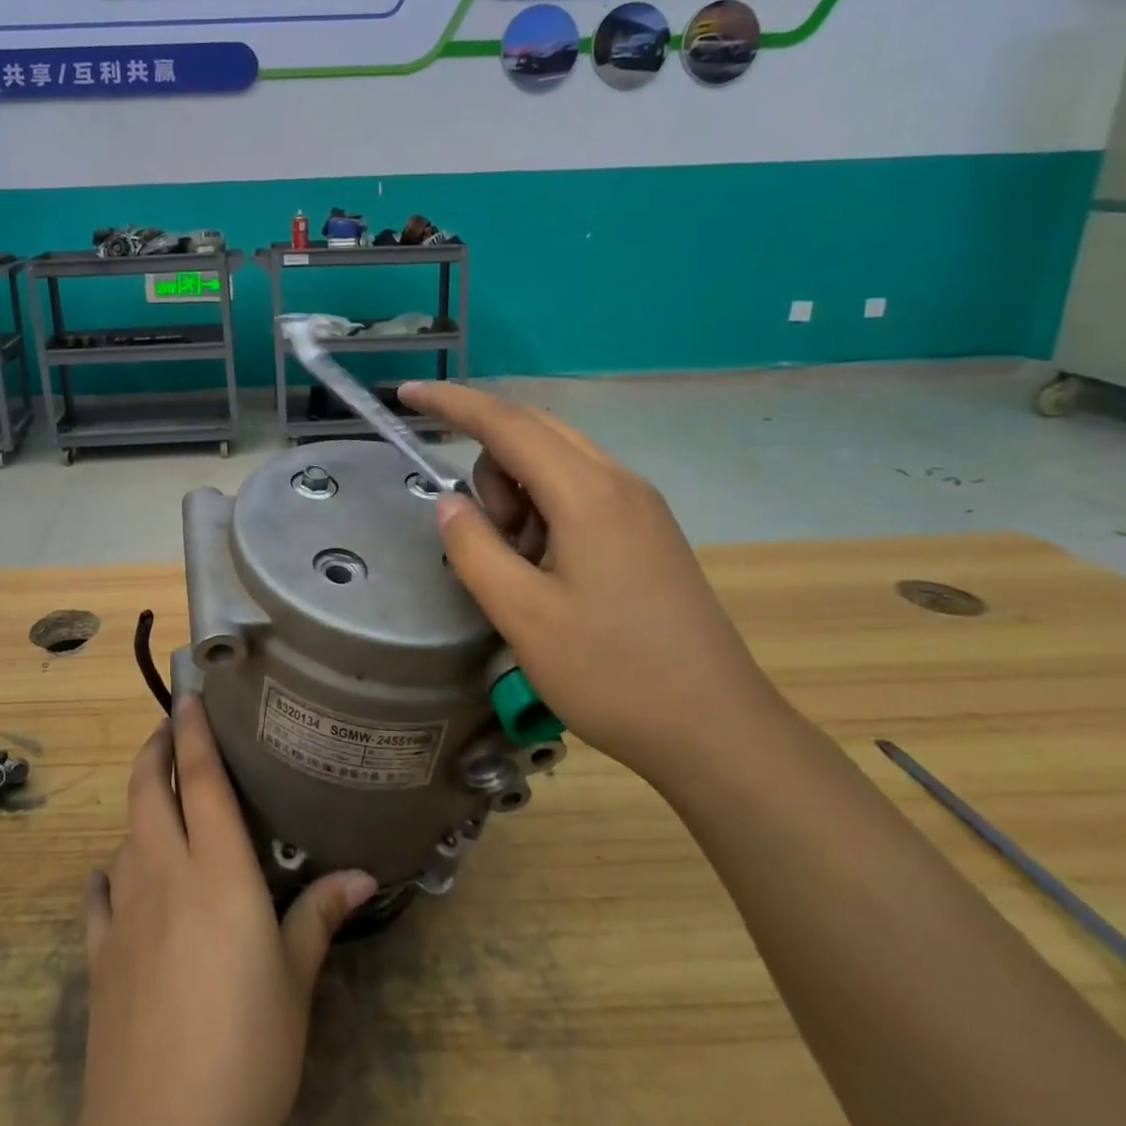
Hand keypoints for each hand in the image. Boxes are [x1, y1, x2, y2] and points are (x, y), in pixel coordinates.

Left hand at [79, 695, 377, 1125]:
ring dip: (138, 806)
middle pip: (147, 790)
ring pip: (124, 833)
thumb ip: (319, 917)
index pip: (200, 779)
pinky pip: (98, 894)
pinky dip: (109, 872)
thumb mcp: (294, 983)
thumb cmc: (246, 1047)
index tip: (187, 695)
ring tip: (158, 800)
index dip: (192, 731)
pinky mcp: (98, 956)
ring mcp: (124, 913)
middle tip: (169, 728)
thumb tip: (363, 874)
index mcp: (216, 870)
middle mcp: (164, 874)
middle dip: (154, 749)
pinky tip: (116, 876)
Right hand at [399, 381, 783, 780]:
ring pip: (554, 461)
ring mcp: (639, 504)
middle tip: (484, 532)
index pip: (506, 422)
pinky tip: (549, 567)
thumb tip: (450, 502)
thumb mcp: (521, 615)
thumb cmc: (613, 674)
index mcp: (588, 493)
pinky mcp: (647, 530)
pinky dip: (544, 509)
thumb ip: (474, 547)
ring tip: (523, 565)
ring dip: (517, 492)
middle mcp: (618, 481)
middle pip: (532, 432)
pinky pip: (578, 489)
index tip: (406, 392)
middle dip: (488, 465)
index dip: (451, 402)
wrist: (719, 732)